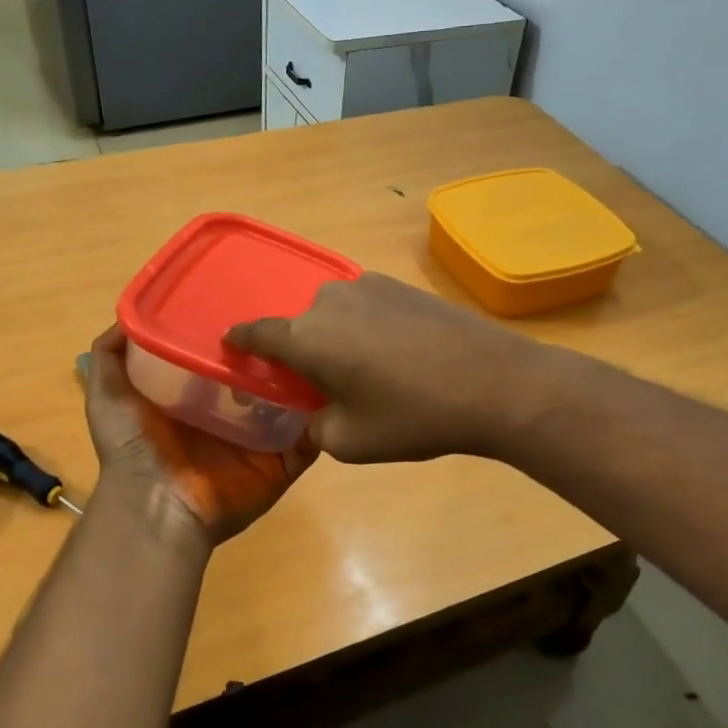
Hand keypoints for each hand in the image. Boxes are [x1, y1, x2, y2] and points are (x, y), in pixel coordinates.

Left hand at [82, 325, 316, 547]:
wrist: (157, 505)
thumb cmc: (134, 447)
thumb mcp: (108, 394)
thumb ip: (111, 355)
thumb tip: (128, 316)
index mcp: (198, 398)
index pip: (226, 358)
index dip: (239, 334)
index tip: (255, 298)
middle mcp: (232, 416)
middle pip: (263, 378)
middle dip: (279, 353)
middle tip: (299, 321)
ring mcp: (259, 441)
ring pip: (293, 404)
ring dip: (308, 381)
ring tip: (326, 349)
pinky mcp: (281, 464)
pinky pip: (310, 440)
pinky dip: (324, 421)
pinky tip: (336, 392)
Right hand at [226, 273, 548, 463]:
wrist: (494, 382)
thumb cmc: (414, 416)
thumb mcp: (351, 441)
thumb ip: (315, 426)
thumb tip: (316, 412)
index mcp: (308, 337)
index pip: (257, 333)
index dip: (241, 342)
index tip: (232, 347)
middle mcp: (330, 301)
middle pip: (300, 326)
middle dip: (300, 352)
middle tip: (319, 384)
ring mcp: (369, 287)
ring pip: (335, 315)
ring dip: (336, 338)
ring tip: (366, 371)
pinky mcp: (402, 286)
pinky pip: (366, 307)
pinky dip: (365, 328)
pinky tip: (395, 354)